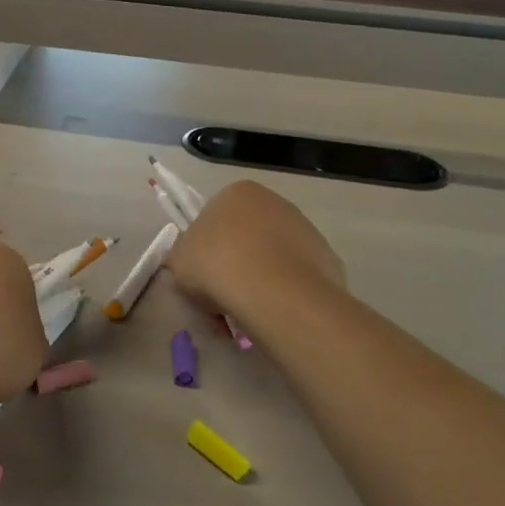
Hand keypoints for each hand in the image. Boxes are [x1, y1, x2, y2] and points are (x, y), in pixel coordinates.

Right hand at [165, 181, 344, 325]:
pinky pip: (294, 277)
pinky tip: (272, 313)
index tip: (201, 277)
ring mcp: (305, 228)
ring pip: (271, 258)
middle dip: (233, 265)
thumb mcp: (178, 261)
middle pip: (245, 237)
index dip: (204, 250)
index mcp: (237, 193)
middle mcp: (274, 202)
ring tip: (245, 313)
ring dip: (257, 281)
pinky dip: (283, 293)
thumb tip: (189, 263)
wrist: (274, 292)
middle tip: (220, 299)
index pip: (214, 218)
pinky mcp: (326, 257)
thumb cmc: (216, 265)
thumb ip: (182, 256)